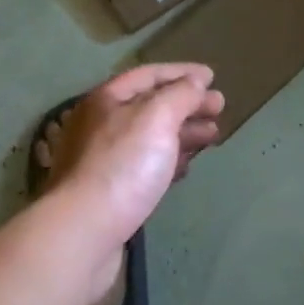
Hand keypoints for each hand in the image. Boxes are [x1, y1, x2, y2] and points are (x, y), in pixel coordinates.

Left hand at [46, 64, 224, 252]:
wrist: (84, 232)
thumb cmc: (122, 165)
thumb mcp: (157, 117)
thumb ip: (180, 94)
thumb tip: (195, 82)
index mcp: (107, 100)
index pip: (149, 74)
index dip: (182, 72)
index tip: (212, 77)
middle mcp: (101, 124)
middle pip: (151, 106)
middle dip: (187, 104)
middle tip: (219, 107)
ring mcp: (104, 160)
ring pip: (150, 137)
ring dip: (183, 132)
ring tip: (212, 135)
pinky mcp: (111, 192)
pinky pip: (146, 166)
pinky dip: (169, 160)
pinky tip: (186, 166)